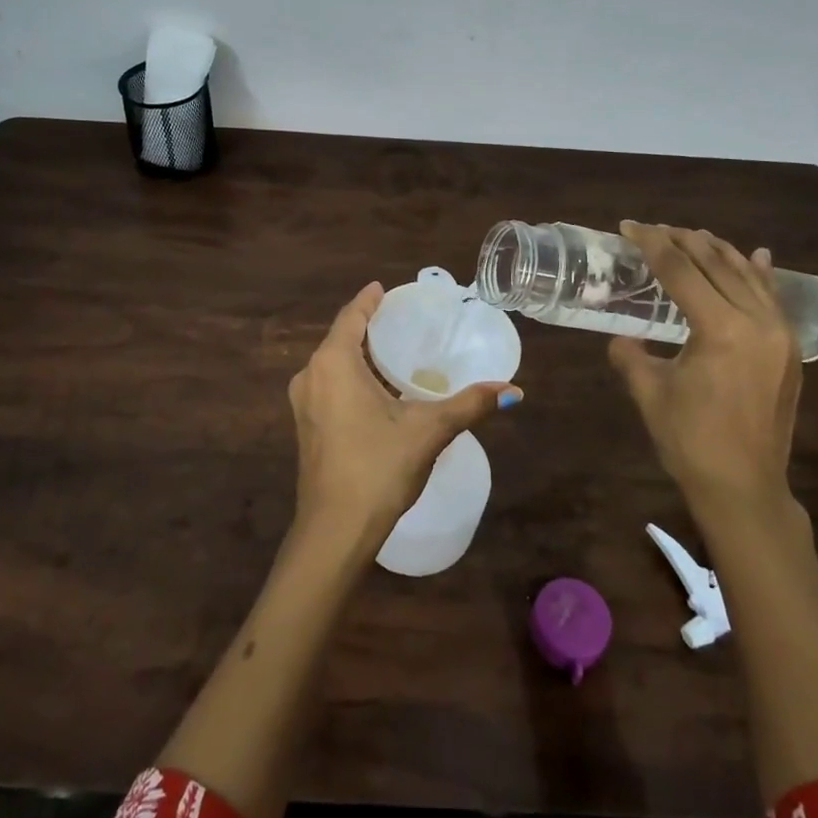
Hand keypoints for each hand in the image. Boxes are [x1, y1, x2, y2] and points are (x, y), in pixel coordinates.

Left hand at [289, 283, 522, 547]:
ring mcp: (303, 403)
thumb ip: (470, 405)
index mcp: (333, 363)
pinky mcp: (305, 426)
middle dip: (367, 327)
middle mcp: (310, 375)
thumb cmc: (379, 467)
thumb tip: (514, 390)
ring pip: (332, 364)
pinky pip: (328, 386)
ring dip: (358, 355)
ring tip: (393, 350)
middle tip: (400, 319)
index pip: (351, 317)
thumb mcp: (429, 430)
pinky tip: (376, 389)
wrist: (336, 529)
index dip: (369, 300)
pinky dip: (351, 377)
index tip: (384, 288)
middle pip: (340, 339)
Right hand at [608, 221, 800, 513]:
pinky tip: (753, 256)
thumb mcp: (649, 392)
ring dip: (718, 252)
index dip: (652, 244)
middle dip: (683, 241)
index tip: (629, 227)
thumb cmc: (689, 440)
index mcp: (721, 329)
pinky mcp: (789, 350)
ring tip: (693, 235)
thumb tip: (622, 338)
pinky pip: (773, 299)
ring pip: (748, 277)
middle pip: (716, 265)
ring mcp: (780, 335)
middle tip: (655, 229)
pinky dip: (758, 275)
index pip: (680, 271)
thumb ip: (630, 354)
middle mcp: (757, 322)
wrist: (743, 486)